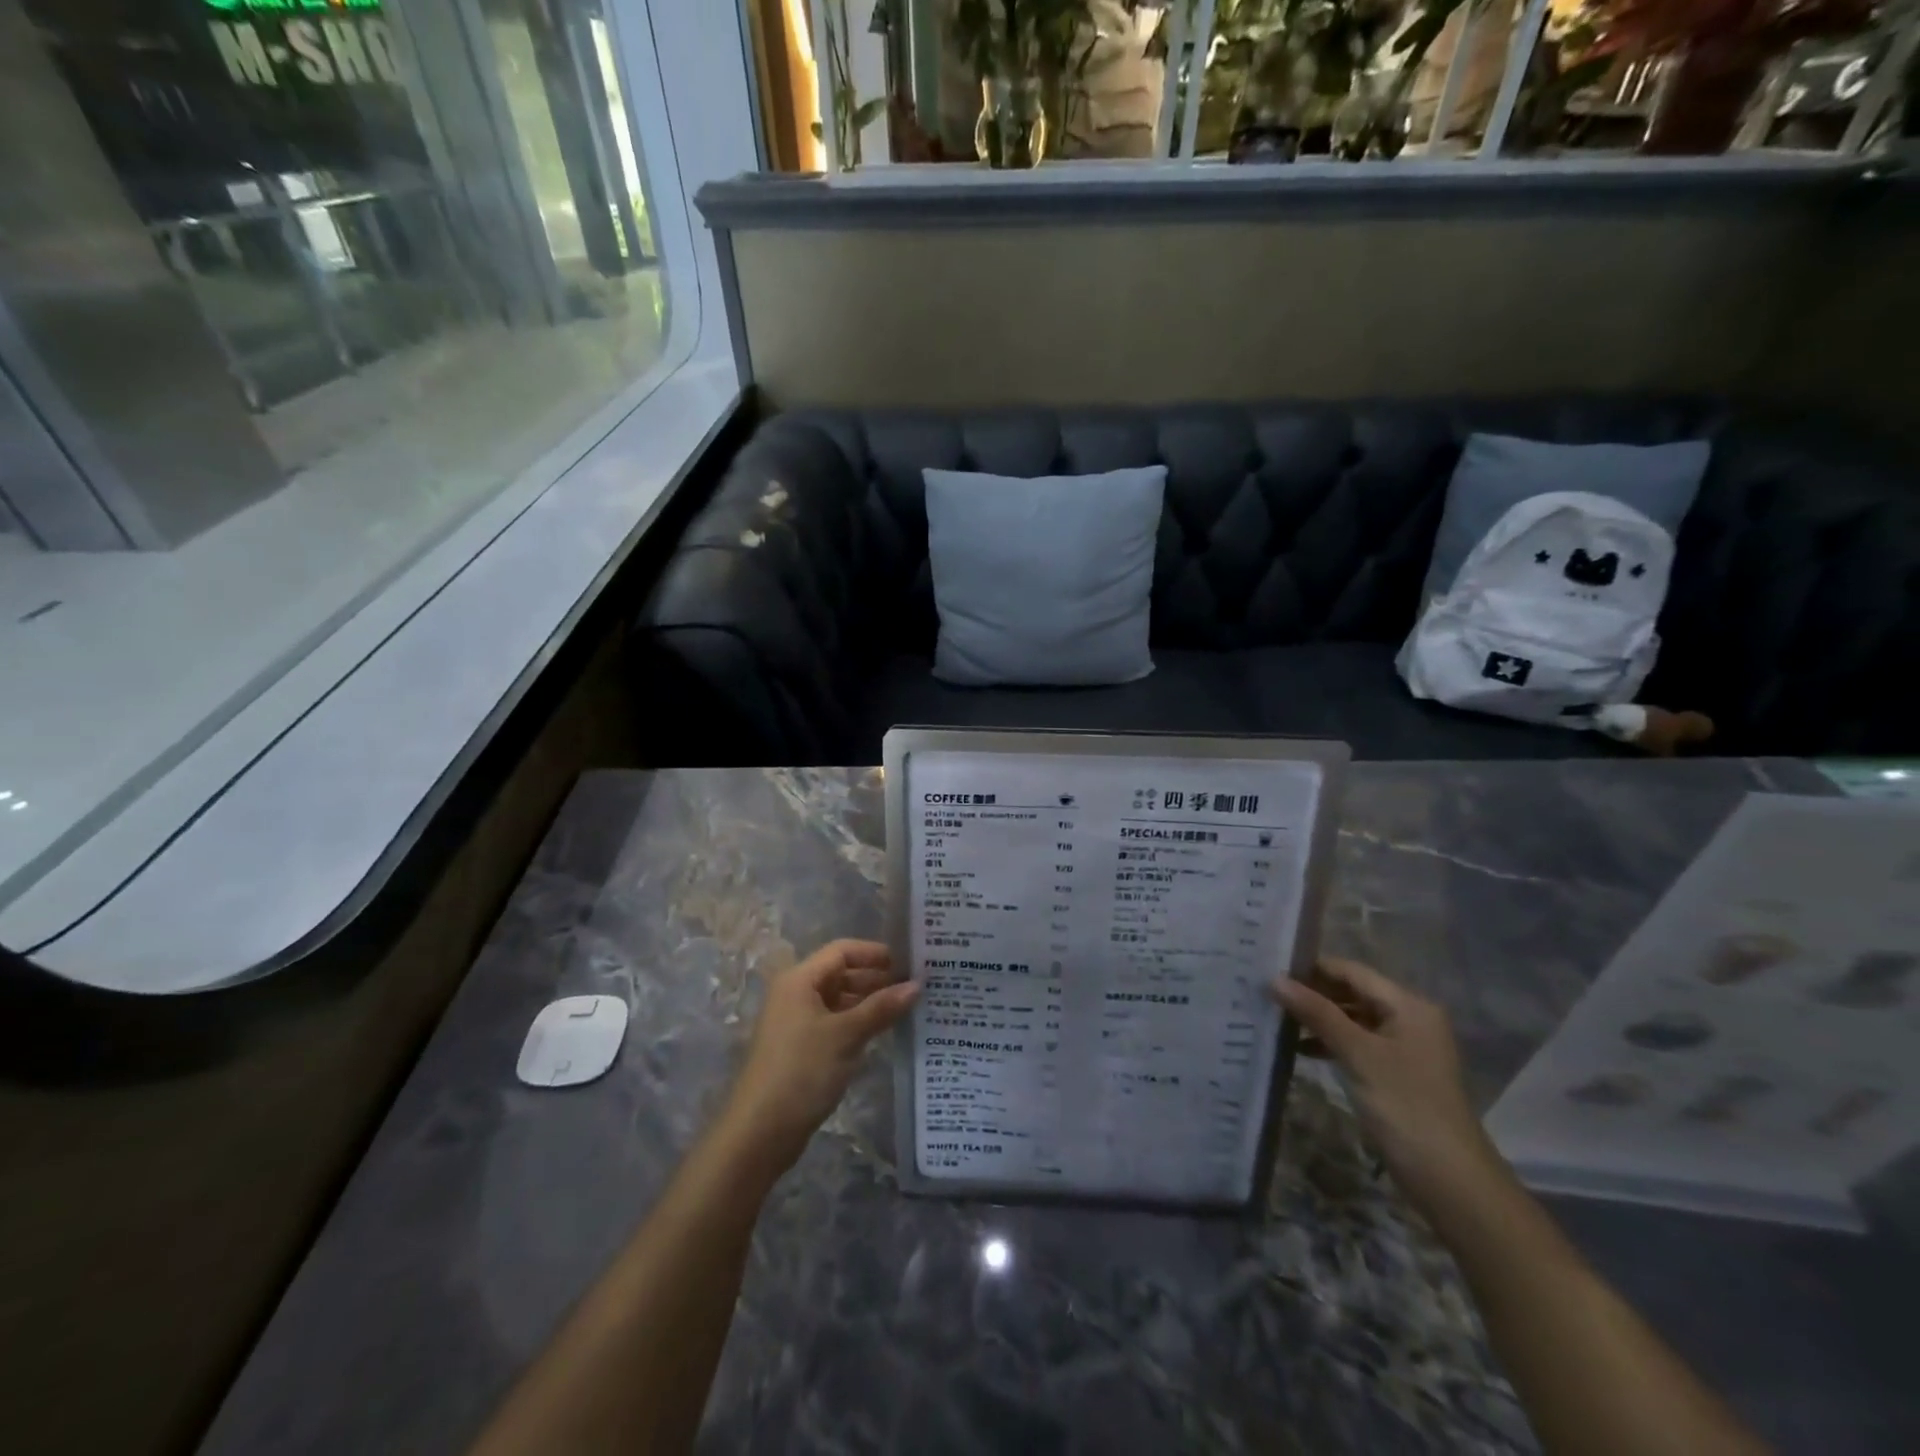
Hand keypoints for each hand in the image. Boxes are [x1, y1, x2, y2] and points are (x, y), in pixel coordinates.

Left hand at [719, 939, 916, 1174]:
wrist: (760, 1131)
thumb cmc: (802, 1070)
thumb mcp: (846, 1035)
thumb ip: (881, 1008)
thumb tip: (917, 985)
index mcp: (799, 980)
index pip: (841, 951)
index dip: (874, 953)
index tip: (907, 963)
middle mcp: (795, 994)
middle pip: (840, 974)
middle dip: (875, 978)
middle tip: (913, 987)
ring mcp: (797, 1023)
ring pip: (839, 1001)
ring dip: (869, 1003)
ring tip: (905, 1008)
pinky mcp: (801, 1049)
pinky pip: (835, 1023)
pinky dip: (858, 1023)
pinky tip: (883, 1032)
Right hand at [1272, 958, 1505, 1222]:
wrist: (1449, 1178)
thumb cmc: (1404, 1105)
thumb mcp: (1357, 1054)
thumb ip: (1316, 1013)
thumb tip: (1274, 979)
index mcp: (1408, 1005)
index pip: (1351, 971)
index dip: (1312, 968)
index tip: (1270, 968)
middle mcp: (1409, 1018)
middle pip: (1352, 992)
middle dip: (1312, 993)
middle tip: (1266, 992)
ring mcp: (1403, 1047)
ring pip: (1352, 1018)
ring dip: (1317, 1018)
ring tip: (1275, 1017)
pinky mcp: (1395, 1072)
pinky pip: (1356, 1043)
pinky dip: (1330, 1042)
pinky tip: (1298, 1048)